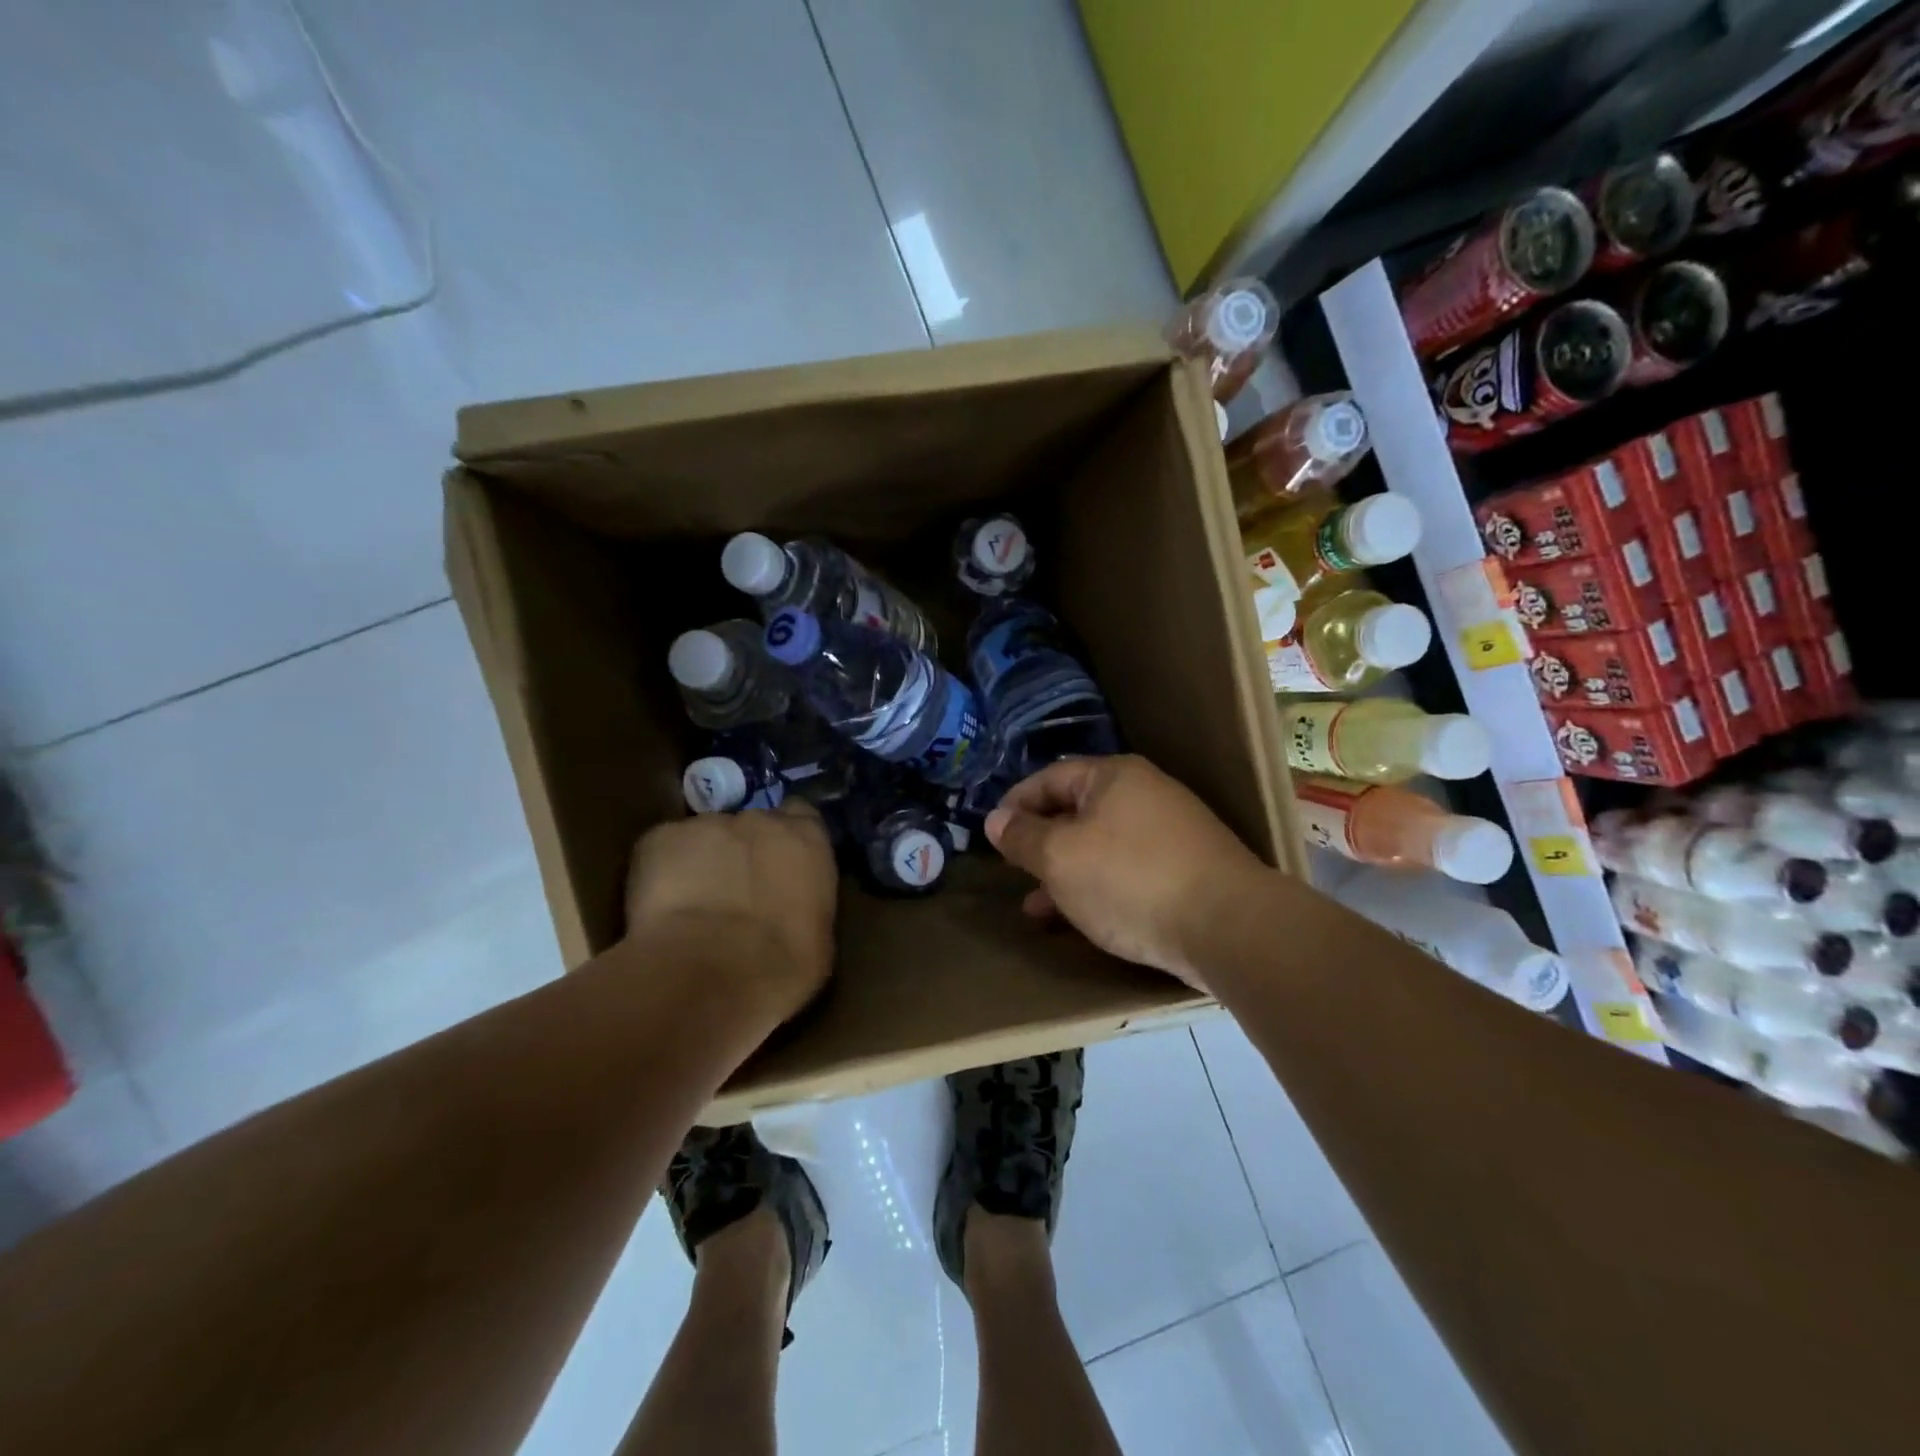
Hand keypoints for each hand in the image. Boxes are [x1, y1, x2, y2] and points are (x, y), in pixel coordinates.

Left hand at [625, 800, 837, 1025]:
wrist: (710, 975)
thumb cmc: (783, 966)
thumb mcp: (818, 933)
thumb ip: (804, 900)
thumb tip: (791, 906)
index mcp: (806, 838)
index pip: (801, 815)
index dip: (787, 839)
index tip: (780, 864)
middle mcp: (759, 819)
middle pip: (750, 825)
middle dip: (743, 852)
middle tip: (734, 892)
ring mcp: (706, 824)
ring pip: (704, 837)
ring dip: (701, 862)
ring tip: (692, 906)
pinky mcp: (658, 838)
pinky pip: (662, 850)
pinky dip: (661, 872)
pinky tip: (661, 909)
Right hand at [985, 755, 1272, 993]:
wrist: (1229, 927)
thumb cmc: (1130, 879)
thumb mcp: (1060, 857)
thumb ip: (1023, 837)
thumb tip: (995, 819)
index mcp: (1113, 777)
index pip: (1050, 778)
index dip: (1015, 804)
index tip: (992, 834)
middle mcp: (1145, 795)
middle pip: (1076, 812)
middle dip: (1040, 845)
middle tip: (1014, 873)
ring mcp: (1171, 833)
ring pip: (1100, 848)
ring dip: (1065, 875)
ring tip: (1036, 909)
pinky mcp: (1187, 871)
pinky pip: (1127, 872)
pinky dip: (1098, 890)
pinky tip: (1081, 920)